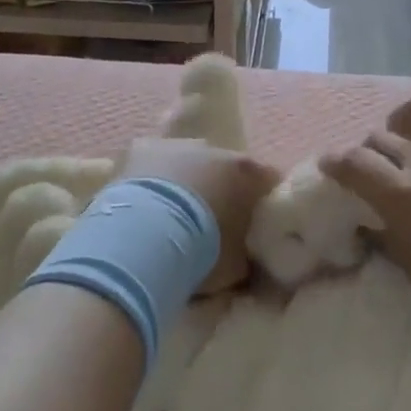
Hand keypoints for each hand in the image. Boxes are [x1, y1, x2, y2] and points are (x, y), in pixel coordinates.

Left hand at [121, 138, 279, 293]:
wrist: (145, 236)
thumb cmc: (201, 250)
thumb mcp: (236, 266)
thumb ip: (246, 254)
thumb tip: (246, 257)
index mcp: (246, 172)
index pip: (268, 180)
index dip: (262, 201)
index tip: (255, 223)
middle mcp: (215, 149)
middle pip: (224, 167)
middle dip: (220, 189)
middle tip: (210, 222)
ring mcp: (177, 144)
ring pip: (187, 161)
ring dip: (185, 181)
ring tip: (170, 216)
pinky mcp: (142, 147)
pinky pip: (154, 163)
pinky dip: (152, 179)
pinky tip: (142, 205)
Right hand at [319, 93, 410, 374]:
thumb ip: (390, 238)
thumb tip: (370, 218)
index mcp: (404, 200)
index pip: (352, 164)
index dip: (334, 162)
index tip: (331, 166)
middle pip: (380, 138)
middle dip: (369, 152)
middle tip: (377, 169)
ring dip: (401, 124)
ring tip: (407, 138)